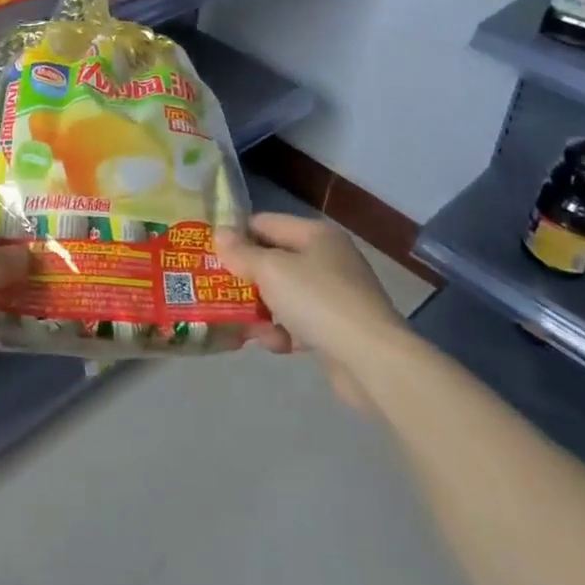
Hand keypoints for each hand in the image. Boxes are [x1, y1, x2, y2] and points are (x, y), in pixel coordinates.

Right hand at [215, 213, 408, 414]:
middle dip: (247, 277)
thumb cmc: (318, 301)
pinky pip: (301, 322)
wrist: (373, 361)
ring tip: (242, 325)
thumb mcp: (271, 271)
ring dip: (262, 309)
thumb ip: (242, 253)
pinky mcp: (339, 329)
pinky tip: (274, 345)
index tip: (210, 254)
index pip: (265, 223)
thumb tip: (220, 234)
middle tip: (218, 290)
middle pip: (275, 260)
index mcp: (316, 234)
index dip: (237, 235)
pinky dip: (284, 331)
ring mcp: (336, 295)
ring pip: (285, 294)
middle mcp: (328, 258)